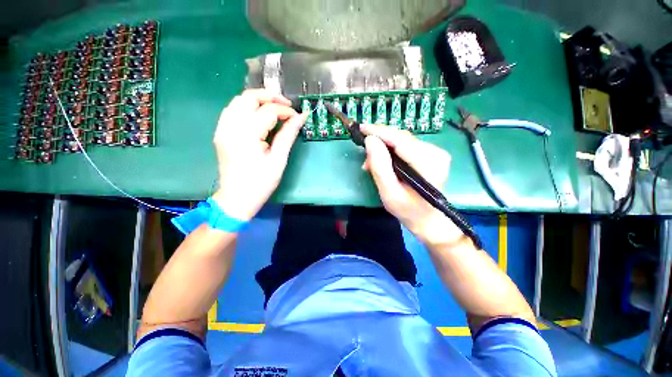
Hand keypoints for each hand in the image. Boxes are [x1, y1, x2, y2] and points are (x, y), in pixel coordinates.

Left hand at [211, 89, 306, 220]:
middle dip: (270, 96)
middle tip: (287, 105)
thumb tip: (301, 117)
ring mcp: (222, 128)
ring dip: (258, 100)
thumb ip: (288, 135)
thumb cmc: (261, 182)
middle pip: (248, 97)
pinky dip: (247, 107)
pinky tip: (259, 116)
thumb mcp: (278, 160)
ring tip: (275, 108)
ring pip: (238, 100)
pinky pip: (232, 110)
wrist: (237, 198)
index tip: (298, 117)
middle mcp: (230, 126)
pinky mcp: (221, 133)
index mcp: (247, 134)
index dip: (286, 111)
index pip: (268, 111)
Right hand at [361, 124, 464, 245]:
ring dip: (383, 147)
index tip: (361, 128)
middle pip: (401, 137)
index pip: (400, 140)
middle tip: (363, 152)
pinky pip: (405, 145)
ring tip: (370, 163)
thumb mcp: (389, 194)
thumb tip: (370, 141)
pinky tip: (381, 161)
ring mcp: (435, 152)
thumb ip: (380, 167)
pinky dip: (390, 150)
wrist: (428, 219)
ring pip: (402, 140)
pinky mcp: (430, 153)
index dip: (379, 132)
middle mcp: (436, 153)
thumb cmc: (408, 211)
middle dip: (379, 140)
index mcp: (429, 164)